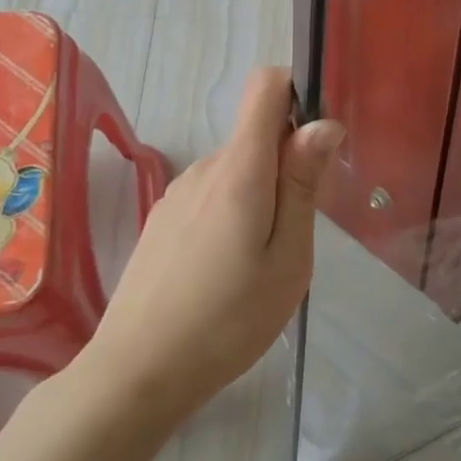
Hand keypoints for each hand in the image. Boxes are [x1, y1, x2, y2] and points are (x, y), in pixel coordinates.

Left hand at [80, 67, 343, 414]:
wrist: (136, 373)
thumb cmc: (228, 319)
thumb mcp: (288, 257)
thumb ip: (303, 185)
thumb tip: (323, 123)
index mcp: (240, 169)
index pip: (265, 86)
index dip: (298, 96)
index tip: (317, 146)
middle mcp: (204, 168)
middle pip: (257, 133)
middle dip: (289, 164)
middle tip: (298, 230)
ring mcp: (178, 193)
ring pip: (238, 167)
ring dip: (264, 193)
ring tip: (264, 259)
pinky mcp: (164, 218)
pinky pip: (214, 193)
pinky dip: (236, 211)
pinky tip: (230, 269)